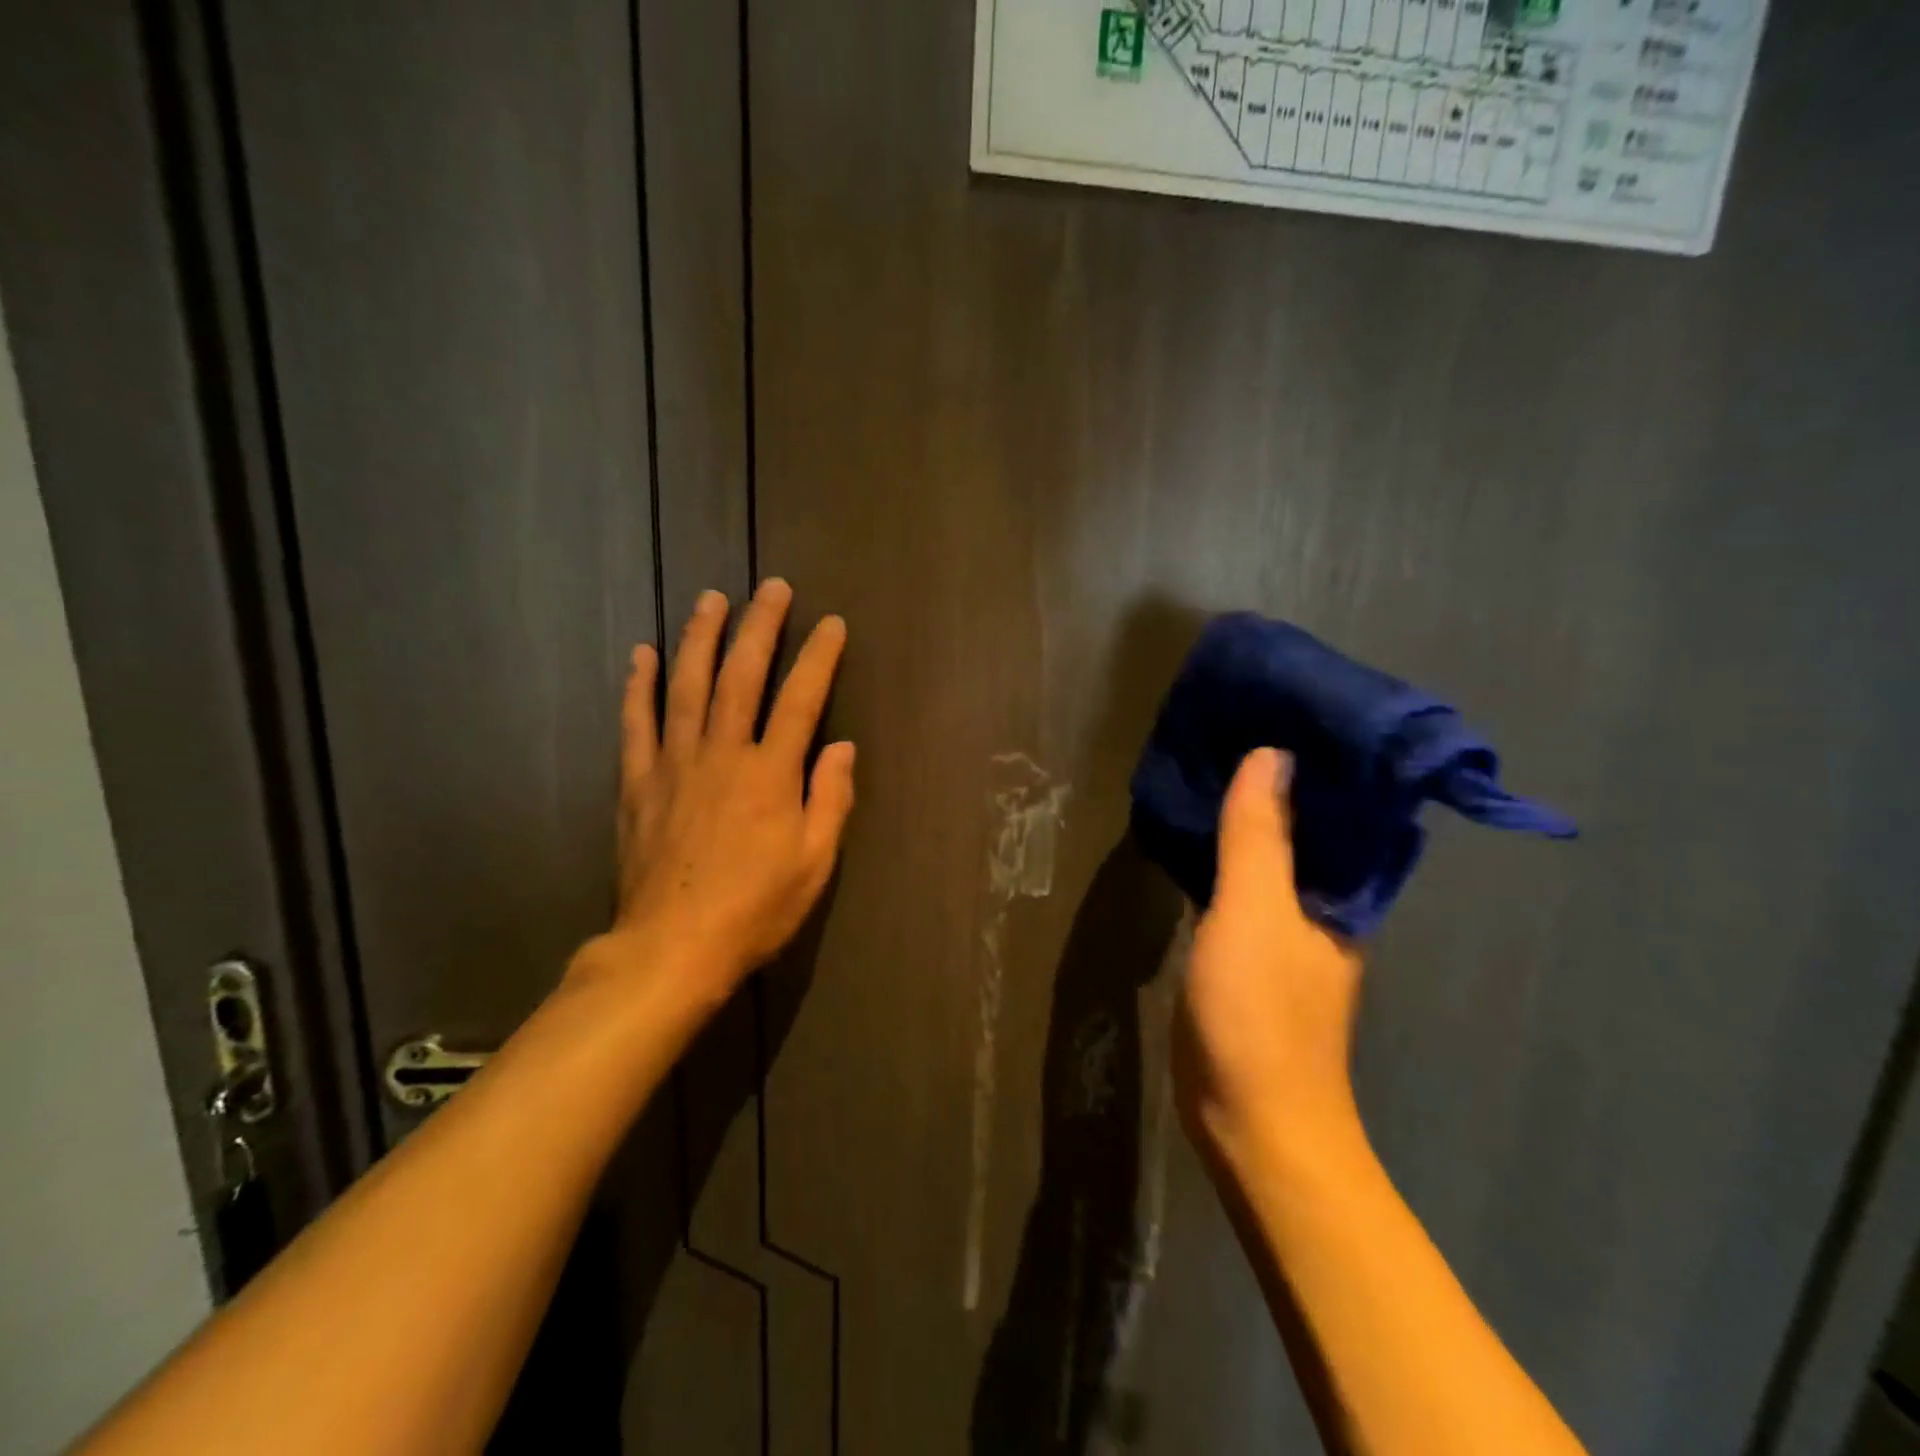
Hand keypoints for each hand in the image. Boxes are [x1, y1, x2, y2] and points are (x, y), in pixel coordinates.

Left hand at [573, 579, 854, 1016]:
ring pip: (687, 685)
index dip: (818, 658)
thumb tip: (841, 746)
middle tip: (771, 588)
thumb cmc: (755, 909)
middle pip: (741, 675)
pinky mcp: (637, 782)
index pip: (801, 699)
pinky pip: (636, 723)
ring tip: (710, 599)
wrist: (672, 948)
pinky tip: (643, 654)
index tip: (831, 624)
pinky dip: (640, 685)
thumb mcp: (814, 862)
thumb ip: (830, 798)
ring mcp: (674, 763)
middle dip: (760, 627)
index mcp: (771, 774)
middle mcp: (722, 753)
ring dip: (700, 638)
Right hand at [1174, 748, 1365, 1176]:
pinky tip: (1198, 832)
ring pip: (1272, 855)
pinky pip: (1244, 885)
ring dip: (1251, 814)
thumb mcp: (1253, 913)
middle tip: (1237, 723)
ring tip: (1213, 762)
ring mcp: (1288, 929)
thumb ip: (1259, 836)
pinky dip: (1227, 854)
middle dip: (1280, 777)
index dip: (1321, 756)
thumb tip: (1274, 756)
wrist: (1250, 1118)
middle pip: (1307, 826)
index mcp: (1342, 889)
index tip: (1287, 706)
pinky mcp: (1252, 951)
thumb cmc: (1259, 1012)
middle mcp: (1326, 903)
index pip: (1342, 805)